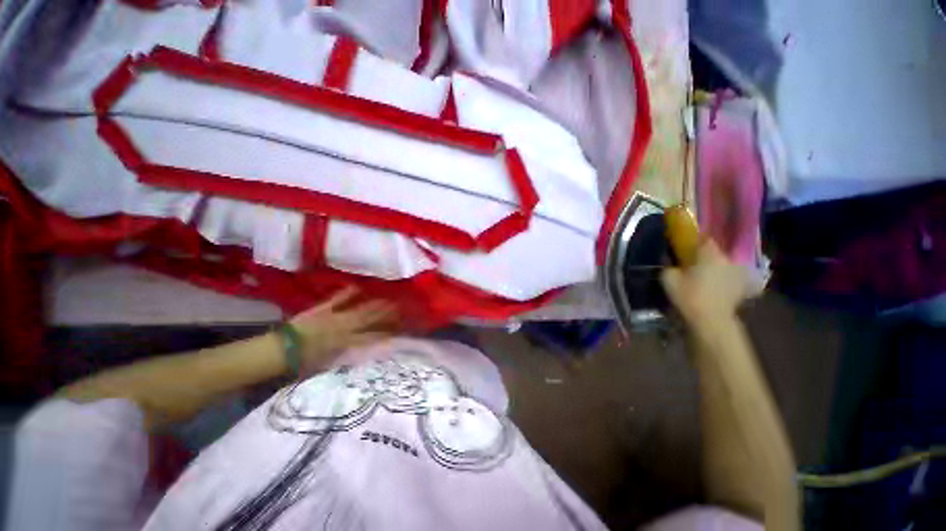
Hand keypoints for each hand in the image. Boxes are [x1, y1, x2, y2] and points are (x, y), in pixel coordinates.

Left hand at [289, 287, 397, 369]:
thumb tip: (362, 349)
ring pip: (359, 309)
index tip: (398, 329)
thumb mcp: (328, 364)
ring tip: (387, 299)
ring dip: (374, 304)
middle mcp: (344, 328)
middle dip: (385, 314)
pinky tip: (358, 286)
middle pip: (369, 320)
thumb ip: (346, 355)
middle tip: (399, 308)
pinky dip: (347, 293)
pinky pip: (337, 299)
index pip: (371, 337)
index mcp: (345, 344)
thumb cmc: (303, 362)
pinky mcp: (322, 309)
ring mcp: (333, 317)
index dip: (385, 333)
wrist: (279, 351)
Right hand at [660, 239, 752, 325]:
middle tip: (691, 261)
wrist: (711, 319)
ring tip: (702, 274)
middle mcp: (727, 258)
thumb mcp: (668, 278)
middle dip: (704, 255)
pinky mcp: (742, 285)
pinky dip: (722, 277)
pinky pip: (730, 275)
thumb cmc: (688, 295)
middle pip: (715, 251)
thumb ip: (668, 264)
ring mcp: (738, 272)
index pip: (703, 238)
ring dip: (714, 266)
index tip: (684, 245)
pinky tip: (713, 285)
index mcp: (709, 253)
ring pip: (723, 263)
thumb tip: (669, 258)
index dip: (693, 240)